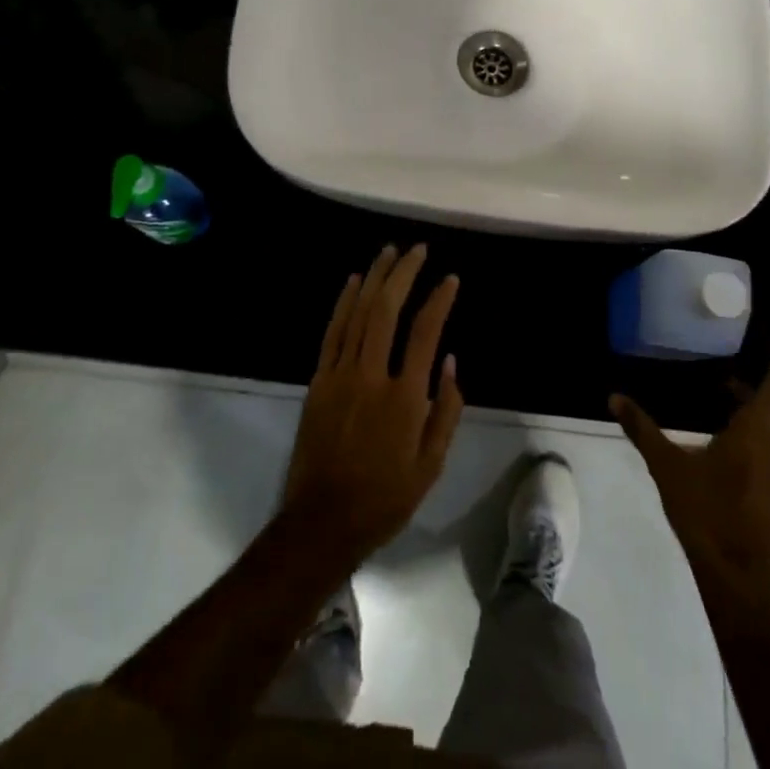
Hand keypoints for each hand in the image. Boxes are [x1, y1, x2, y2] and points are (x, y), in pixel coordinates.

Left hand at [280, 244, 463, 564]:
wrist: (322, 521)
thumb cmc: (385, 496)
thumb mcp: (431, 465)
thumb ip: (446, 410)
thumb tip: (450, 361)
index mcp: (405, 398)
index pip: (425, 332)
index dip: (439, 300)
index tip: (450, 279)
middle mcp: (371, 376)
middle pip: (387, 309)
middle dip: (404, 273)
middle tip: (417, 250)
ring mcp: (340, 374)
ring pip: (358, 312)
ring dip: (375, 278)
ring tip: (389, 252)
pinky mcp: (319, 379)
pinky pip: (333, 331)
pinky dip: (344, 302)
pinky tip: (355, 281)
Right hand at [612, 335, 769, 593]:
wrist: (737, 581)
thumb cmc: (705, 513)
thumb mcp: (667, 466)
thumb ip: (641, 429)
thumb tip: (613, 396)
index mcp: (755, 433)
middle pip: (765, 410)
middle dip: (744, 393)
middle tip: (718, 380)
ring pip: (764, 437)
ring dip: (745, 421)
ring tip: (716, 413)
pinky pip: (764, 460)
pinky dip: (747, 447)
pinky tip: (721, 457)